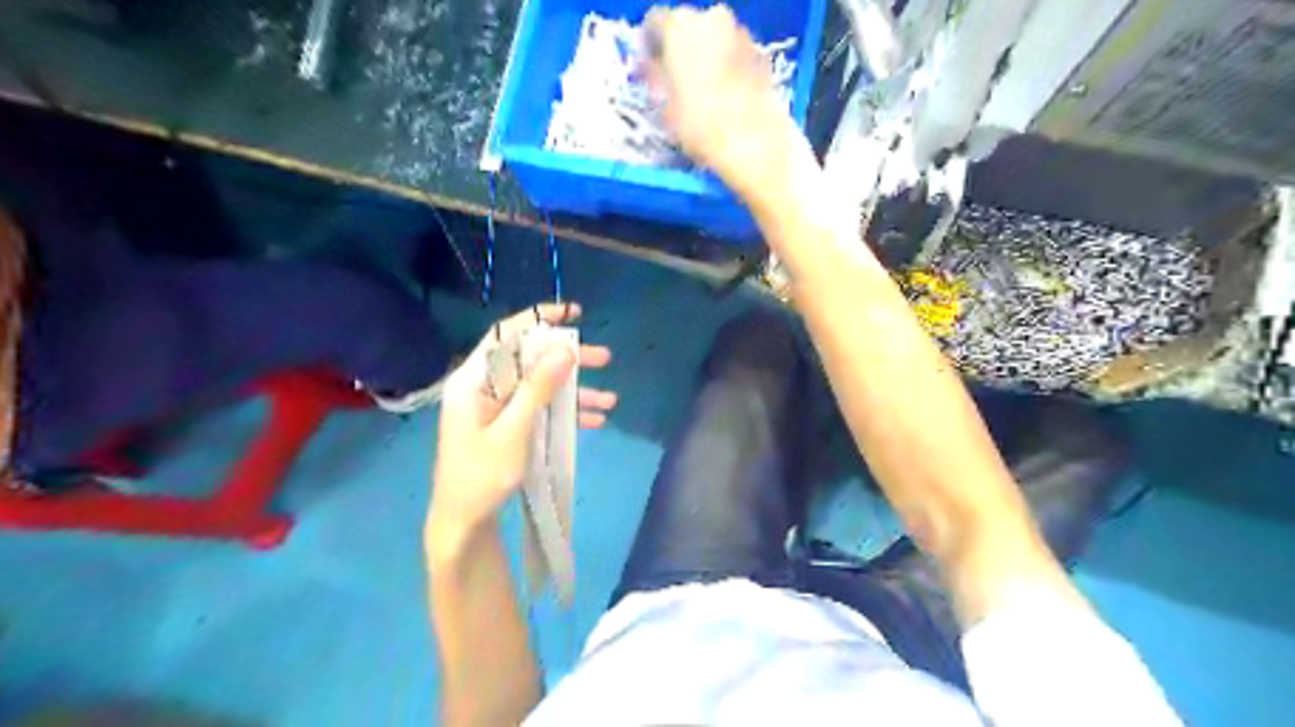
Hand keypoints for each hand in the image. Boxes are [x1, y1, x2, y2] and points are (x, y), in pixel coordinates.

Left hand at [429, 300, 612, 543]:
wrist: (463, 523)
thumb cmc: (481, 477)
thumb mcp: (513, 431)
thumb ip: (537, 389)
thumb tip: (565, 350)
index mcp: (473, 381)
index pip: (506, 336)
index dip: (539, 319)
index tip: (574, 313)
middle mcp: (484, 387)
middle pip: (530, 361)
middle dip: (568, 360)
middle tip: (604, 359)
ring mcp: (496, 407)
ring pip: (540, 386)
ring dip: (575, 392)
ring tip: (610, 400)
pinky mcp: (507, 425)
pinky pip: (539, 409)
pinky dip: (565, 413)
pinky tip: (595, 420)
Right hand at [648, 2, 804, 202]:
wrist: (754, 142)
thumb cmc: (700, 125)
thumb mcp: (665, 107)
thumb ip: (656, 79)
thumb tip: (652, 69)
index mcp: (679, 27)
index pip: (655, 21)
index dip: (650, 44)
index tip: (649, 66)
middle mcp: (711, 18)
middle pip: (688, 26)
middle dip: (680, 48)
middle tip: (674, 79)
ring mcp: (740, 33)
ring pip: (714, 38)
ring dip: (706, 57)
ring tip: (701, 90)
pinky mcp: (761, 53)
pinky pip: (734, 53)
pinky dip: (727, 67)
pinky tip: (725, 95)